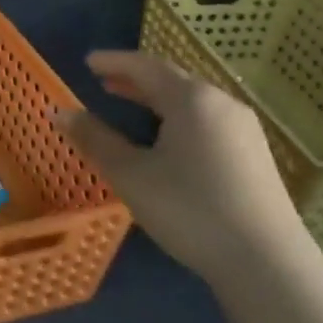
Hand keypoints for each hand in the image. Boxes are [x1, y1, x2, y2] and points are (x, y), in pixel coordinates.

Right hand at [58, 49, 306, 281]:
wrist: (264, 260)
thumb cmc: (188, 210)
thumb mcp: (131, 175)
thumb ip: (94, 139)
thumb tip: (59, 112)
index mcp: (192, 100)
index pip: (146, 67)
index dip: (114, 62)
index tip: (88, 61)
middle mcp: (222, 103)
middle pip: (173, 80)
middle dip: (136, 78)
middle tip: (104, 81)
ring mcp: (243, 128)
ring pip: (192, 100)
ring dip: (157, 98)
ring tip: (131, 104)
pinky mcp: (253, 153)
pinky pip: (207, 119)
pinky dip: (177, 115)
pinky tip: (167, 137)